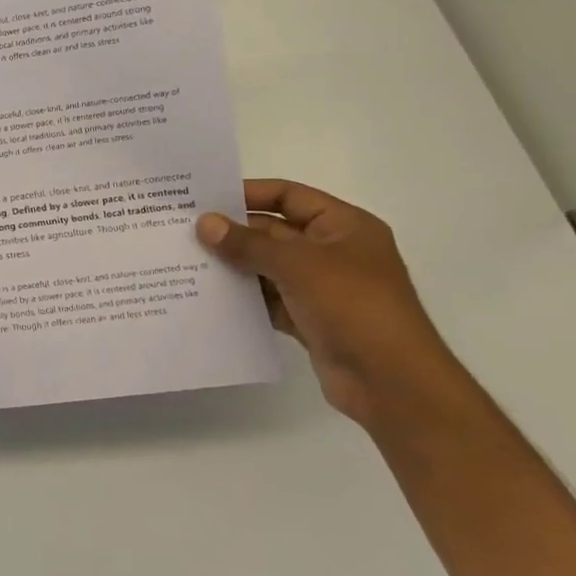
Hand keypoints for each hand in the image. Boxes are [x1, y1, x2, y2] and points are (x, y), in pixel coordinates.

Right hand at [196, 179, 457, 425]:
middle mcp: (333, 252)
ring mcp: (322, 287)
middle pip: (274, 232)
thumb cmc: (353, 306)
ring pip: (267, 267)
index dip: (249, 193)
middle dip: (233, 232)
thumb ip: (247, 243)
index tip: (205, 198)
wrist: (391, 381)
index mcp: (344, 226)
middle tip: (184, 231)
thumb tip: (204, 223)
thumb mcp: (297, 265)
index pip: (290, 196)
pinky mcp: (309, 319)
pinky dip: (244, 297)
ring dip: (234, 265)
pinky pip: (268, 299)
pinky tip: (208, 295)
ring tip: (186, 261)